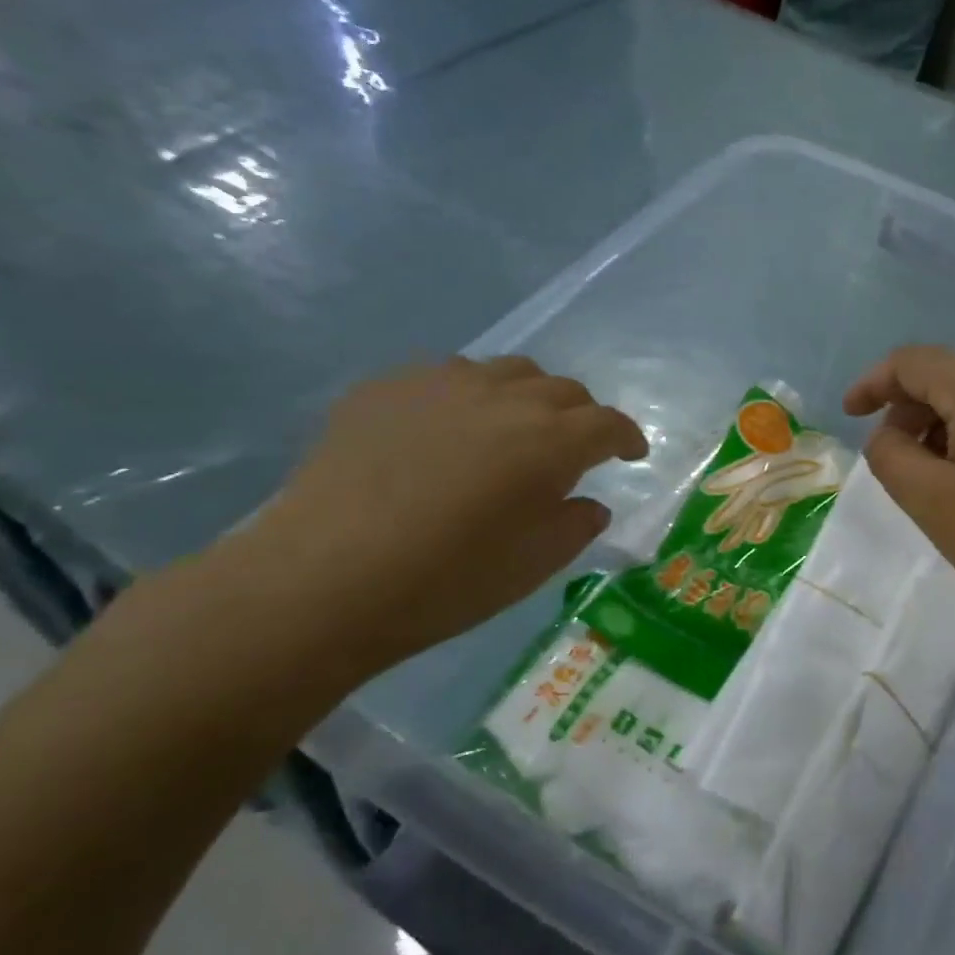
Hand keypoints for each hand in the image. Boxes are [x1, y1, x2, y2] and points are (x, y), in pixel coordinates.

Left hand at [227, 357, 647, 672]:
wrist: (322, 580)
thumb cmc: (447, 582)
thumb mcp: (534, 565)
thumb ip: (576, 524)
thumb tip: (588, 502)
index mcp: (550, 441)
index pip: (608, 423)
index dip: (627, 436)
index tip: (631, 453)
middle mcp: (504, 398)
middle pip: (562, 389)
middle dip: (580, 416)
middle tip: (573, 448)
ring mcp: (440, 384)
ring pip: (506, 372)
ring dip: (526, 398)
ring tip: (512, 430)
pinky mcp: (386, 388)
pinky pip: (445, 377)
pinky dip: (467, 398)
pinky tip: (446, 432)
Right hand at [843, 347, 954, 649]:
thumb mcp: (932, 501)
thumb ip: (890, 455)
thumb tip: (888, 434)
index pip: (913, 362)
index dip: (873, 384)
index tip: (850, 416)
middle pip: (949, 377)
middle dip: (911, 413)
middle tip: (897, 465)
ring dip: (945, 428)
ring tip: (938, 482)